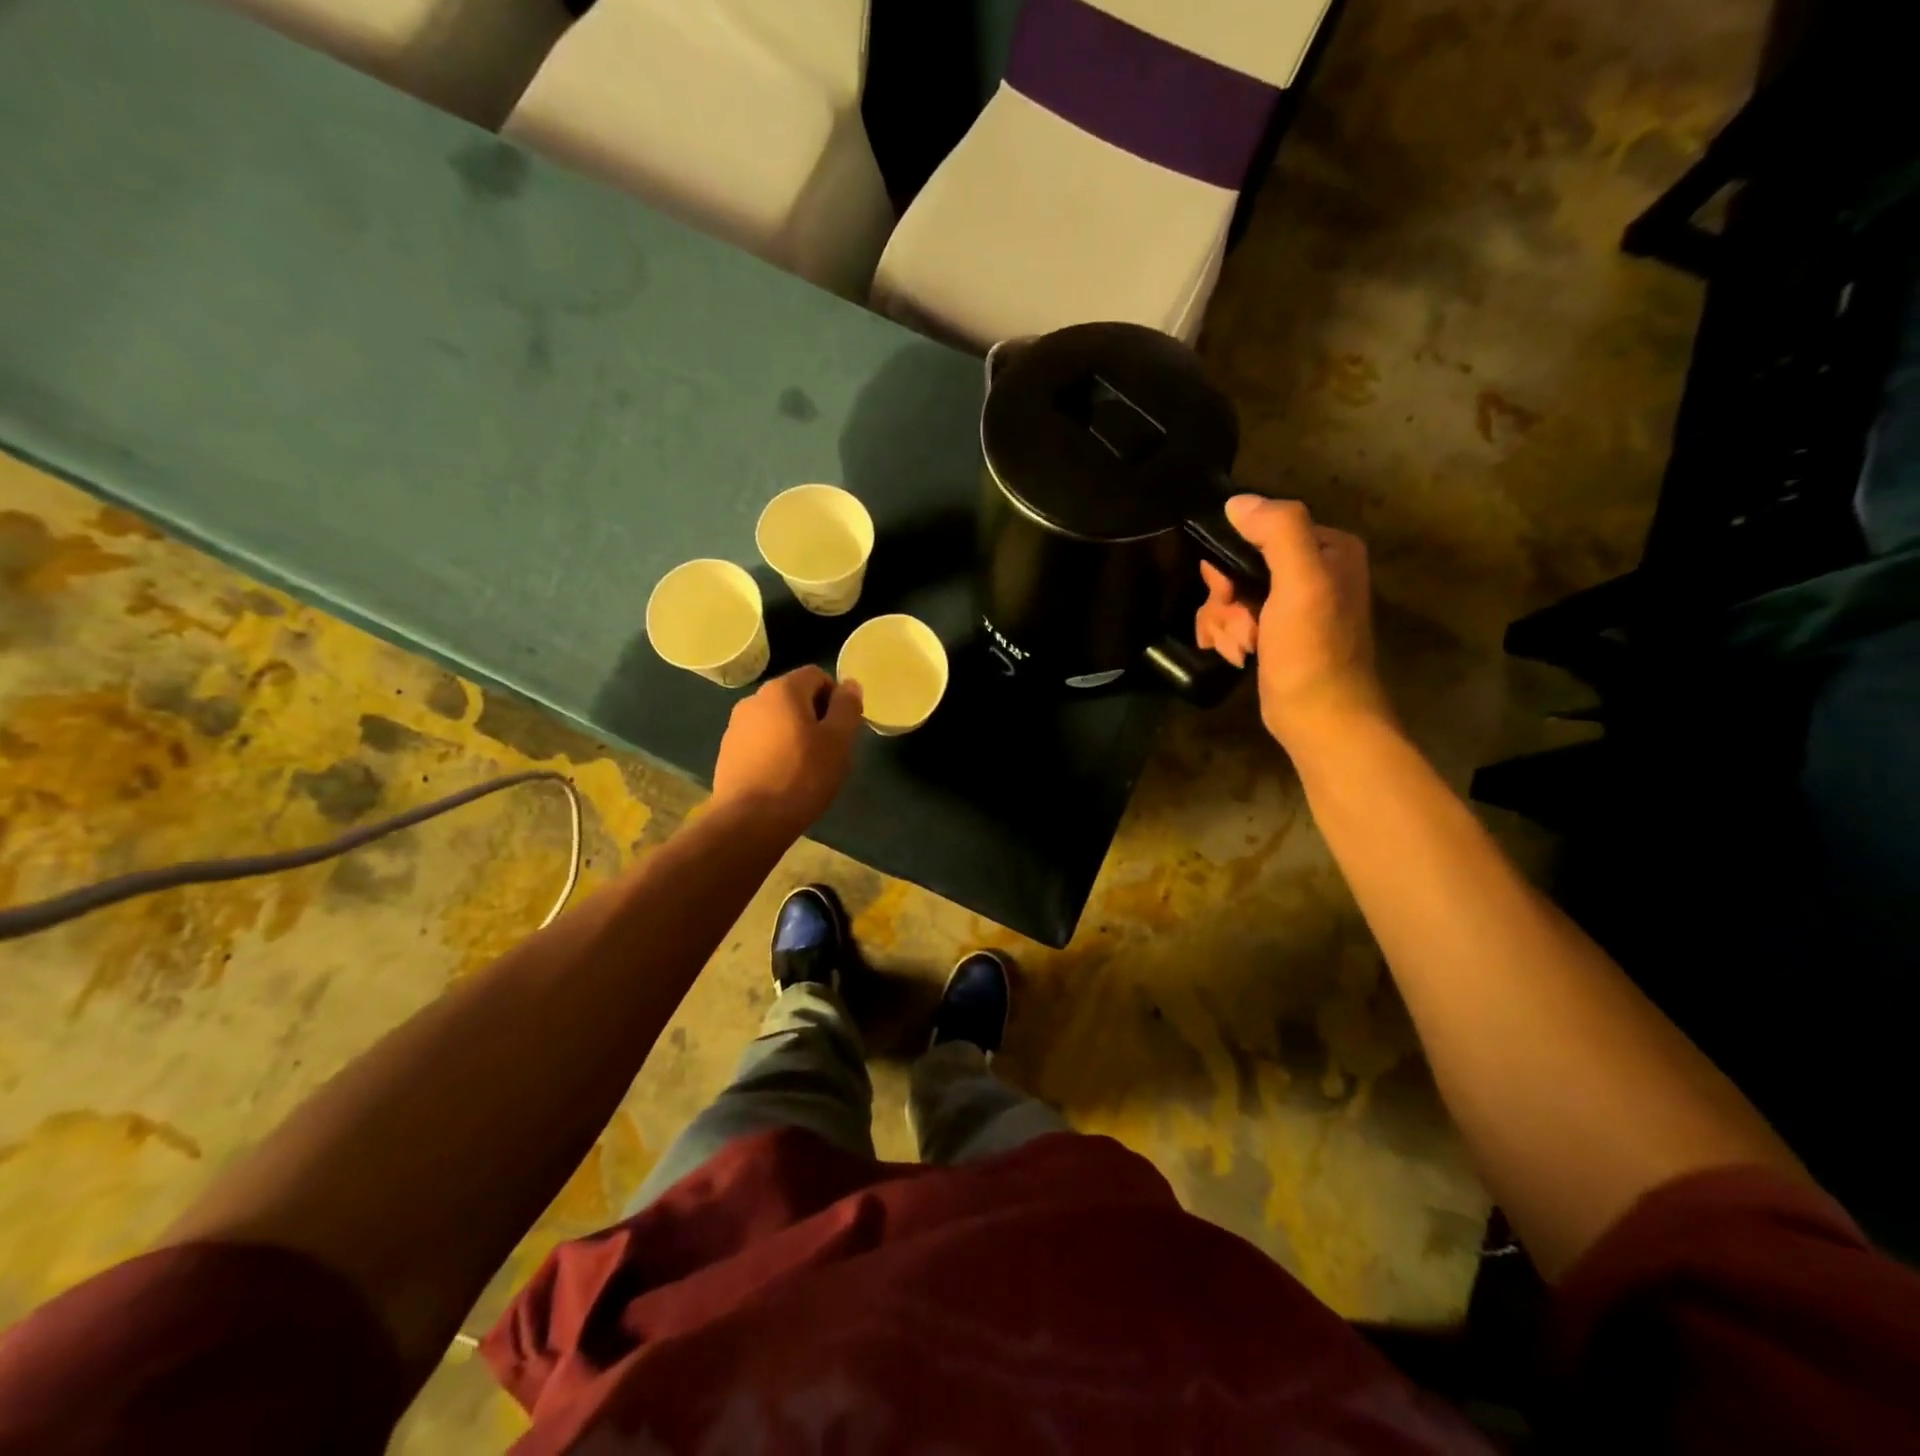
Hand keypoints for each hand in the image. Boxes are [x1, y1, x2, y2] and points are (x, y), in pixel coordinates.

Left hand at [711, 666, 863, 836]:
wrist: (749, 821)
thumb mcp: (839, 741)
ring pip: (777, 720)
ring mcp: (736, 726)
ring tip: (806, 768)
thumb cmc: (802, 776)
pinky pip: (760, 741)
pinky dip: (775, 751)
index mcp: (782, 689)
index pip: (817, 675)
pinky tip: (783, 779)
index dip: (836, 697)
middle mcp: (754, 699)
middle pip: (795, 697)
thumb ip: (847, 707)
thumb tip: (850, 685)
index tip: (843, 728)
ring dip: (794, 735)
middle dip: (815, 716)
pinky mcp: (727, 752)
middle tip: (829, 750)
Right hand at [1195, 496, 1390, 751]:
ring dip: (1223, 622)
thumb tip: (1237, 502)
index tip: (1228, 592)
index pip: (1258, 530)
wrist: (1320, 719)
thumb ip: (1278, 532)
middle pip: (1238, 565)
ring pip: (1230, 595)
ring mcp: (1291, 603)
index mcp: (1327, 548)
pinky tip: (1237, 655)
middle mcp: (1312, 569)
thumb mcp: (1301, 584)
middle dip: (1226, 599)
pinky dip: (1228, 636)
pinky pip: (1234, 618)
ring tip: (1240, 647)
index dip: (1231, 560)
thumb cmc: (1313, 652)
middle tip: (1239, 625)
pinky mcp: (1275, 632)